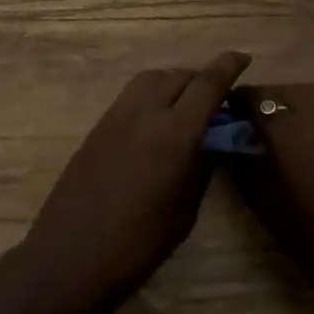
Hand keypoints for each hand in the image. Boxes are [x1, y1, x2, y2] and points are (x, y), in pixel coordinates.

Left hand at [9, 51, 250, 313]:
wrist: (71, 256)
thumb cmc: (138, 245)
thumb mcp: (184, 211)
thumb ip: (200, 167)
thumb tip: (210, 142)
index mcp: (174, 134)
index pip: (207, 85)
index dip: (228, 67)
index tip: (243, 58)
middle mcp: (144, 113)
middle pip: (178, 76)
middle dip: (201, 79)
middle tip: (215, 99)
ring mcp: (116, 116)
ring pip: (151, 79)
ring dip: (173, 83)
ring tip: (186, 105)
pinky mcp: (97, 126)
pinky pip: (132, 96)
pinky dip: (151, 96)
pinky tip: (157, 121)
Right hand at [230, 82, 313, 313]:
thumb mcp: (274, 214)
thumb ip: (247, 172)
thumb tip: (234, 149)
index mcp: (291, 129)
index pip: (254, 97)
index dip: (237, 105)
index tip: (230, 121)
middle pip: (286, 91)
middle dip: (269, 103)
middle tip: (261, 130)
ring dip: (299, 108)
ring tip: (294, 137)